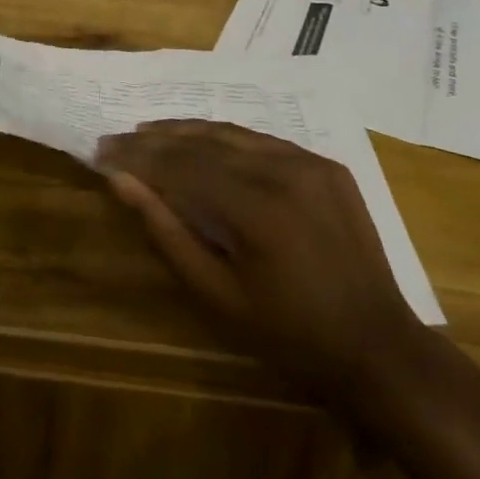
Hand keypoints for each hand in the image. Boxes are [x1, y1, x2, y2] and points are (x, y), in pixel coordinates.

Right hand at [95, 121, 424, 405]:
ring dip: (187, 131)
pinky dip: (226, 139)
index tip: (101, 151)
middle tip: (116, 139)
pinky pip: (264, 141)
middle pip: (203, 142)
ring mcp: (310, 163)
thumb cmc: (290, 336)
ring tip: (149, 133)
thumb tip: (123, 182)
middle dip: (154, 139)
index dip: (137, 156)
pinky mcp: (327, 165)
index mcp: (257, 209)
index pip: (180, 165)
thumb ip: (167, 232)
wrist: (378, 347)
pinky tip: (203, 143)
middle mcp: (285, 171)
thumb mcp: (218, 296)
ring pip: (233, 133)